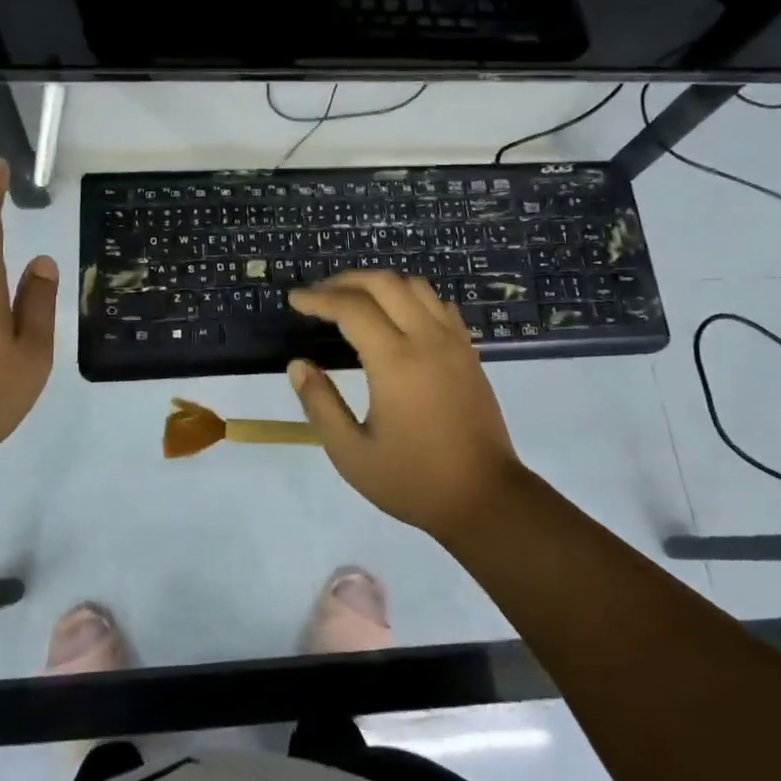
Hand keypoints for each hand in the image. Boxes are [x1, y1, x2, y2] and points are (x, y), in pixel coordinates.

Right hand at [287, 271, 525, 539]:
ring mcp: (453, 342)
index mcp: (395, 362)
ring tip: (354, 299)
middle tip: (319, 295)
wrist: (486, 499)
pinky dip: (410, 297)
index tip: (294, 300)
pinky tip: (397, 316)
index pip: (351, 308)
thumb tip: (298, 365)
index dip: (318, 298)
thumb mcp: (352, 454)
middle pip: (383, 283)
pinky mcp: (469, 351)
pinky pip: (438, 304)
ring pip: (414, 286)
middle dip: (345, 281)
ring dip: (379, 284)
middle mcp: (427, 339)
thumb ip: (321, 405)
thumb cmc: (414, 480)